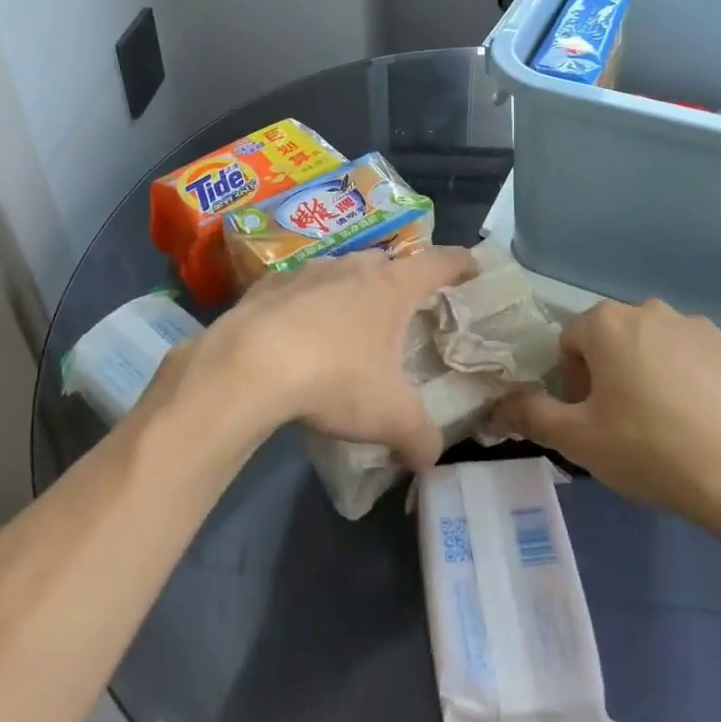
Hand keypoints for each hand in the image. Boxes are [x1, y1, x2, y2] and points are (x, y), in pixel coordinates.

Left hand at [174, 246, 475, 468]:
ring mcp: (307, 270)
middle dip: (399, 281)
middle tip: (404, 308)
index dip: (459, 263)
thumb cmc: (334, 378)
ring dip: (350, 291)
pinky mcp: (268, 284)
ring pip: (340, 272)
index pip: (438, 263)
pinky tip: (297, 333)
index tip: (471, 265)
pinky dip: (306, 304)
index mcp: (390, 286)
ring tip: (349, 324)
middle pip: (386, 263)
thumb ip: (419, 437)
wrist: (248, 364)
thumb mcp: (389, 417)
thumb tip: (431, 458)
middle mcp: (352, 267)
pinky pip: (298, 288)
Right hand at [493, 298, 720, 534]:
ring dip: (654, 375)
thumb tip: (496, 406)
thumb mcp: (579, 441)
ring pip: (659, 347)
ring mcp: (701, 327)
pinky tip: (708, 425)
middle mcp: (652, 311)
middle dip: (613, 374)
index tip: (591, 419)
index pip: (571, 341)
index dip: (573, 382)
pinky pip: (701, 361)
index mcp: (608, 324)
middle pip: (615, 339)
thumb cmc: (652, 449)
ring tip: (670, 428)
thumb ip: (531, 416)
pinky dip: (696, 383)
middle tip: (625, 425)